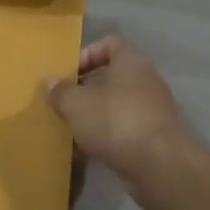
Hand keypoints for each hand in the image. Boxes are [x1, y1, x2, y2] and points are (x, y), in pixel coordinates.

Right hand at [43, 37, 195, 188]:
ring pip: (116, 106)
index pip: (109, 43)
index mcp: (131, 61)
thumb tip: (50, 82)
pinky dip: (105, 137)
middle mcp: (146, 80)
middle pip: (111, 77)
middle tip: (64, 105)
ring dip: (93, 117)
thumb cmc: (115, 121)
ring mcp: (152, 109)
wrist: (159, 165)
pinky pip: (124, 129)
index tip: (68, 75)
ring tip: (70, 132)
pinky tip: (85, 154)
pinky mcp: (154, 136)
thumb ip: (61, 91)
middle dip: (85, 91)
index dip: (86, 54)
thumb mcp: (77, 105)